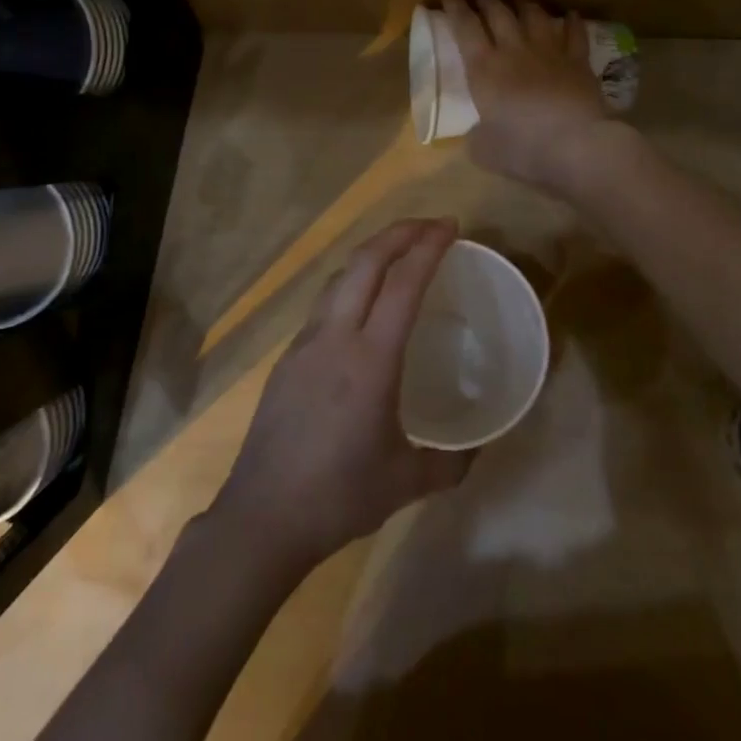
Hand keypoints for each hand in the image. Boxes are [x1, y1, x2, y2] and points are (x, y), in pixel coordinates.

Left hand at [213, 219, 471, 572]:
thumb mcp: (405, 482)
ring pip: (338, 278)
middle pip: (364, 262)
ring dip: (370, 255)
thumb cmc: (339, 495)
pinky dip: (350, 285)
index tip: (450, 226)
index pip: (403, 284)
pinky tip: (363, 308)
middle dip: (398, 233)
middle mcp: (334, 337)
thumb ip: (449, 464)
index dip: (428, 247)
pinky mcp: (287, 358)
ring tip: (398, 255)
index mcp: (370, 360)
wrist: (264, 514)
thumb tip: (476, 452)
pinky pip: (324, 304)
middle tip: (430, 226)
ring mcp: (305, 343)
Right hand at [442, 0, 616, 192]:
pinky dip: (571, 21)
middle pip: (498, 13)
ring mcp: (549, 51)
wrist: (577, 146)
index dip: (454, 9)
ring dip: (524, 5)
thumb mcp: (483, 150)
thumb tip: (479, 134)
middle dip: (487, 2)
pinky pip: (575, 32)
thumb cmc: (523, 148)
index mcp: (484, 68)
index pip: (464, 27)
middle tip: (481, 1)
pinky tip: (570, 15)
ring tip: (519, 2)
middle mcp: (514, 50)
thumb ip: (477, 136)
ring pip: (534, 15)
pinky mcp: (578, 60)